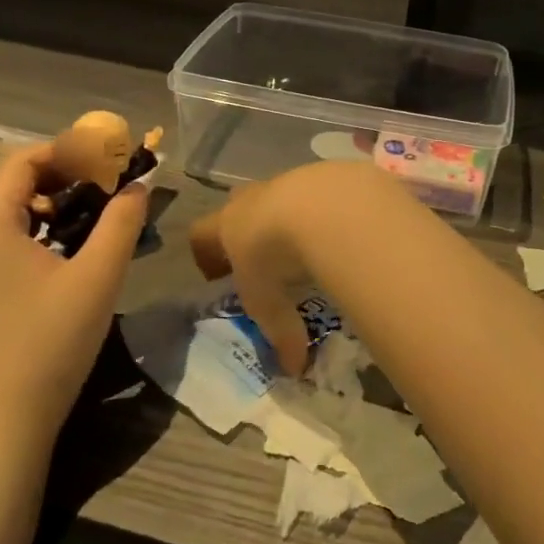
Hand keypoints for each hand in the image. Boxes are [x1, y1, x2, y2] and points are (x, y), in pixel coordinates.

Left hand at [0, 141, 149, 432]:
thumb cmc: (52, 338)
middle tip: (112, 182)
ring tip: (102, 210)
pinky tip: (80, 245)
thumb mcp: (98, 274)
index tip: (109, 158)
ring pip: (18, 209)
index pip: (23, 160)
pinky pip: (15, 235)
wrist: (9, 411)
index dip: (67, 150)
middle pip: (18, 181)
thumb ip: (121, 222)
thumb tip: (138, 185)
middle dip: (68, 173)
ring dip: (60, 200)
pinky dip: (48, 226)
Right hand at [189, 161, 400, 377]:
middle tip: (266, 259)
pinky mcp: (324, 174)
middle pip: (239, 206)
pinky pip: (320, 193)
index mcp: (227, 224)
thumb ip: (280, 333)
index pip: (201, 234)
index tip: (217, 276)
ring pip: (281, 196)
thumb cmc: (276, 256)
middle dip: (248, 230)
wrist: (321, 206)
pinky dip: (326, 211)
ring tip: (309, 247)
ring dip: (290, 218)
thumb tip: (293, 369)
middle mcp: (253, 197)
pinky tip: (342, 231)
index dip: (206, 254)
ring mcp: (288, 180)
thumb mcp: (270, 302)